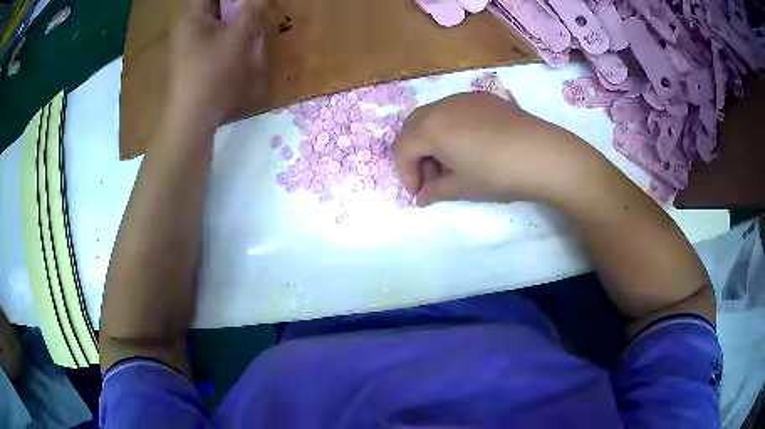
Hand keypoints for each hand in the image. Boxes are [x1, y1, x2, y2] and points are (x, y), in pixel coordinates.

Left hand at [167, 0, 268, 128]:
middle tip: (256, 6)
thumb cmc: (211, 74)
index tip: (250, 1)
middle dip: (236, 3)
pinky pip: (211, 33)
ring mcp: (186, 42)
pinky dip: (227, 29)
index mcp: (192, 15)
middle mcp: (186, 25)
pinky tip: (241, 36)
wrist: (192, 118)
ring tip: (254, 17)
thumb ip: (252, 11)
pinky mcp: (191, 57)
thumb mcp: (236, 39)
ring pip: (214, 18)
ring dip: (234, 15)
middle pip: (213, 3)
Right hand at [395, 92, 605, 206]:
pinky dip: (450, 128)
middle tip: (431, 177)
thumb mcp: (462, 186)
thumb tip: (421, 198)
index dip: (406, 172)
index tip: (419, 192)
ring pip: (434, 116)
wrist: (543, 154)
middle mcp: (442, 105)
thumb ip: (436, 191)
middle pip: (414, 126)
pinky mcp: (484, 98)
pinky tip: (469, 146)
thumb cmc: (497, 173)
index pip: (403, 147)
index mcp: (431, 127)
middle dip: (416, 153)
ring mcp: (464, 98)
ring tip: (451, 163)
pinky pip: (455, 111)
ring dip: (432, 140)